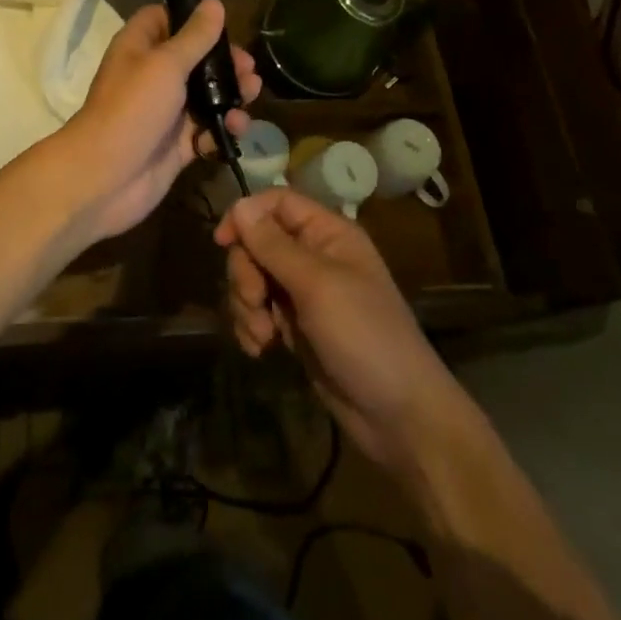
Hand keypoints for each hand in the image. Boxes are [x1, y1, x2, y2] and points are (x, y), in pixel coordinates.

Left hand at [58, 0, 259, 242]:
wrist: (106, 178)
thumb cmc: (132, 108)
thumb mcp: (166, 64)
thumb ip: (195, 36)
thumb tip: (214, 2)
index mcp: (139, 47)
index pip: (164, 19)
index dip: (191, 17)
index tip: (222, 23)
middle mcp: (152, 75)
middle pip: (194, 58)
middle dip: (224, 62)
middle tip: (248, 69)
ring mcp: (165, 112)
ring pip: (205, 96)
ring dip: (231, 94)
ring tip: (251, 95)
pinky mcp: (177, 144)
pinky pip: (207, 130)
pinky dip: (223, 128)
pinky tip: (236, 128)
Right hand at [215, 189, 472, 476]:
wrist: (397, 416)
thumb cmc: (364, 336)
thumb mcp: (317, 285)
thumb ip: (274, 245)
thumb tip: (239, 204)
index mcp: (328, 233)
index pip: (277, 203)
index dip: (247, 215)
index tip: (222, 242)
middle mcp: (314, 256)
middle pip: (257, 242)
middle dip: (246, 272)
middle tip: (256, 302)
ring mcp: (303, 293)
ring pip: (253, 278)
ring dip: (246, 305)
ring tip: (262, 336)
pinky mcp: (294, 327)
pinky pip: (257, 311)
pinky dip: (251, 327)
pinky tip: (260, 349)